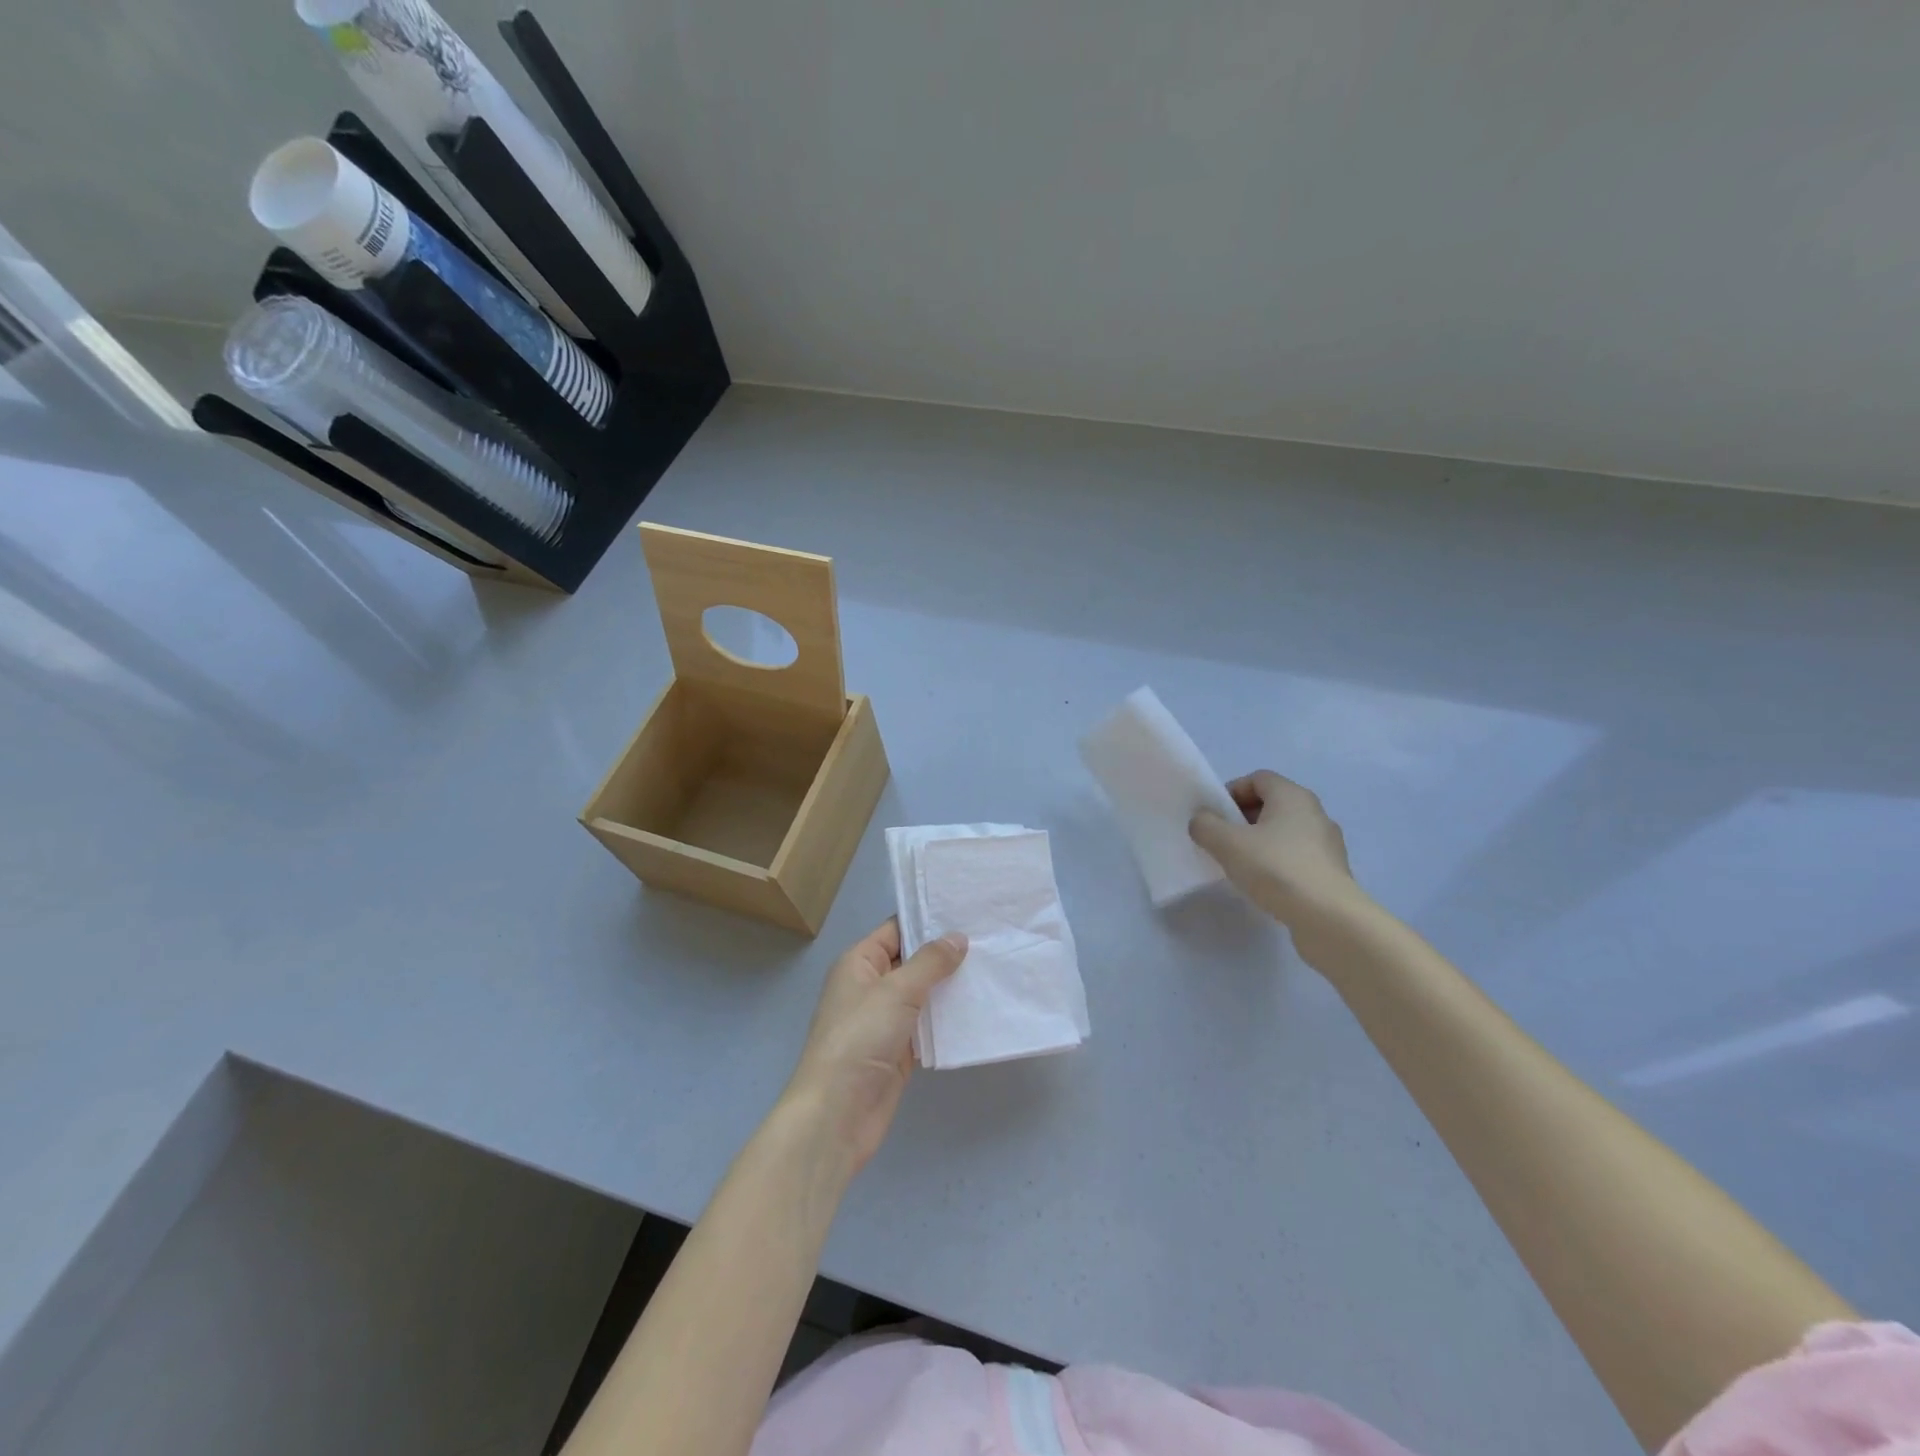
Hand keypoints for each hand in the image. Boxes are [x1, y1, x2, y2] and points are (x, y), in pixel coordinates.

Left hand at [783, 919, 967, 1175]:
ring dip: (950, 987)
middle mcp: (871, 986)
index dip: (928, 920)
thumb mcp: (896, 990)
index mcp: (859, 963)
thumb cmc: (860, 1038)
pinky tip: (979, 1009)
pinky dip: (948, 1020)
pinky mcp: (899, 1050)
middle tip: (990, 939)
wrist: (837, 1113)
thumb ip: (930, 962)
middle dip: (946, 954)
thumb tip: (957, 937)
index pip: (896, 930)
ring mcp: (885, 1020)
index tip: (968, 912)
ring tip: (993, 969)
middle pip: (912, 961)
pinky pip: (928, 1026)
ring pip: (923, 994)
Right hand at [1190, 771, 1370, 953]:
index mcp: (1292, 796)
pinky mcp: (1331, 871)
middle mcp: (1314, 812)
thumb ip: (1206, 825)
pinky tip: (1264, 884)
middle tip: (1222, 841)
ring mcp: (1327, 843)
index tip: (1215, 817)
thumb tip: (1202, 821)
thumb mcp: (1227, 844)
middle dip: (1242, 819)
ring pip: (1284, 832)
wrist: (1328, 918)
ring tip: (1240, 866)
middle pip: (1271, 804)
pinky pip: (1297, 856)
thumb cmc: (1276, 869)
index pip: (1258, 778)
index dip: (1232, 792)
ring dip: (1259, 842)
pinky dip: (1277, 862)